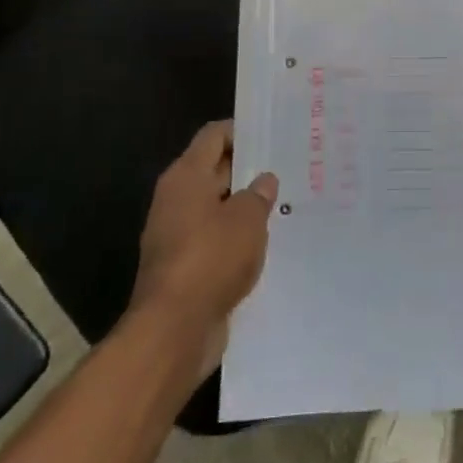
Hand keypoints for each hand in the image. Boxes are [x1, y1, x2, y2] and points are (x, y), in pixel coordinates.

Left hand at [128, 120, 277, 377]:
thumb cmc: (210, 259)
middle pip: (216, 170)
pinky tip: (270, 242)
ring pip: (219, 208)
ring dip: (246, 207)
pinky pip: (217, 241)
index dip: (242, 130)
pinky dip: (238, 239)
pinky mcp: (186, 268)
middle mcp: (177, 200)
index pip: (214, 136)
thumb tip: (264, 181)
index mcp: (186, 177)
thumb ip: (258, 194)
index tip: (273, 132)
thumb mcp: (246, 219)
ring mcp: (178, 236)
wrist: (173, 332)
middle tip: (289, 166)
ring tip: (286, 203)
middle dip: (249, 169)